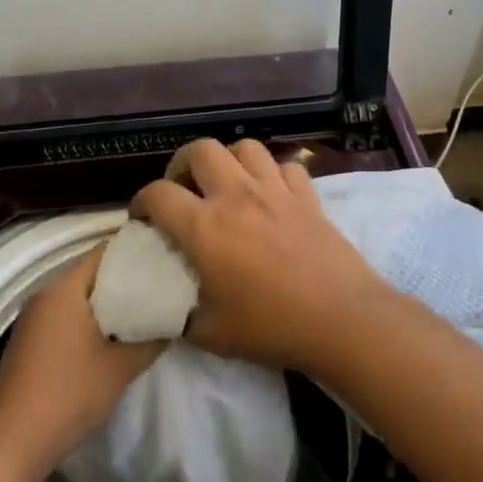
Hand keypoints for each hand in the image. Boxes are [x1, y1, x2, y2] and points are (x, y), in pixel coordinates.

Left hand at [0, 247, 164, 481]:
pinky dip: (92, 321)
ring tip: (148, 309)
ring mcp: (33, 320)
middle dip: (128, 280)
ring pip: (80, 299)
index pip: (105, 252)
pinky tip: (116, 337)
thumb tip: (174, 321)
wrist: (9, 446)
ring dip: (110, 304)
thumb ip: (151, 340)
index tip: (167, 256)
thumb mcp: (119, 368)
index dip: (138, 251)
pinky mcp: (30, 343)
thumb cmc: (67, 396)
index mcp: (64, 289)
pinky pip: (67, 318)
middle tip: (165, 284)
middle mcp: (45, 295)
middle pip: (93, 274)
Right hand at [131, 138, 384, 369]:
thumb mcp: (211, 334)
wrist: (341, 319)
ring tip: (226, 184)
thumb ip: (179, 315)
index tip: (142, 219)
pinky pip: (285, 166)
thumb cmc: (272, 327)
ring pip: (245, 147)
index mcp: (204, 227)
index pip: (157, 194)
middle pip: (199, 150)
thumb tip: (164, 308)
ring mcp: (275, 190)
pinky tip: (271, 194)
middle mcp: (236, 196)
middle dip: (181, 165)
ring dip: (228, 160)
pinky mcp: (307, 195)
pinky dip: (273, 174)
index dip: (141, 202)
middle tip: (183, 190)